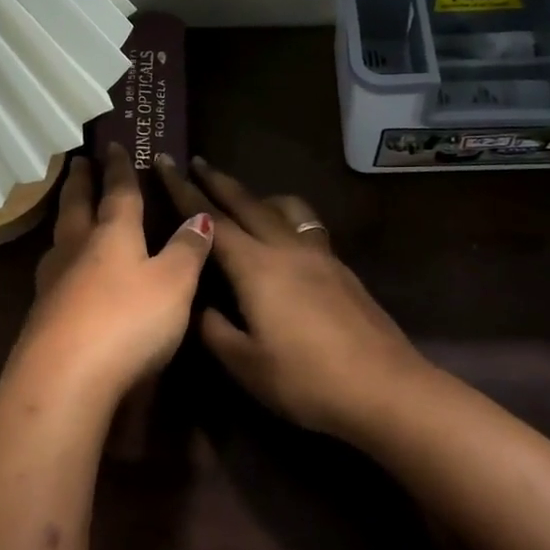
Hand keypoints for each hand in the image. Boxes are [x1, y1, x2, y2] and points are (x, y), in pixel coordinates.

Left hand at [11, 143, 214, 407]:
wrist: (64, 378)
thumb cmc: (127, 321)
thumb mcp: (173, 284)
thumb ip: (187, 250)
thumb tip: (199, 217)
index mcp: (113, 234)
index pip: (119, 192)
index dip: (119, 169)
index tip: (113, 146)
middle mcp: (78, 249)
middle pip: (77, 206)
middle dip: (80, 182)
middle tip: (77, 162)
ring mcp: (53, 282)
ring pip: (59, 238)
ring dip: (65, 218)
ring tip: (68, 211)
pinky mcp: (41, 316)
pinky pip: (53, 271)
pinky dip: (61, 258)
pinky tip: (64, 272)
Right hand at [156, 154, 437, 440]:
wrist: (385, 387)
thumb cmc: (307, 380)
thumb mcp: (246, 364)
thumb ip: (214, 328)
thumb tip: (198, 304)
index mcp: (257, 267)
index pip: (210, 220)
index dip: (182, 191)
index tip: (164, 163)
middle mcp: (286, 248)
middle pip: (248, 203)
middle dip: (217, 180)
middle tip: (196, 161)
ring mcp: (319, 255)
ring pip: (285, 208)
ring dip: (258, 195)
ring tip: (245, 198)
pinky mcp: (341, 268)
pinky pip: (306, 225)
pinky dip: (285, 217)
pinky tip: (285, 239)